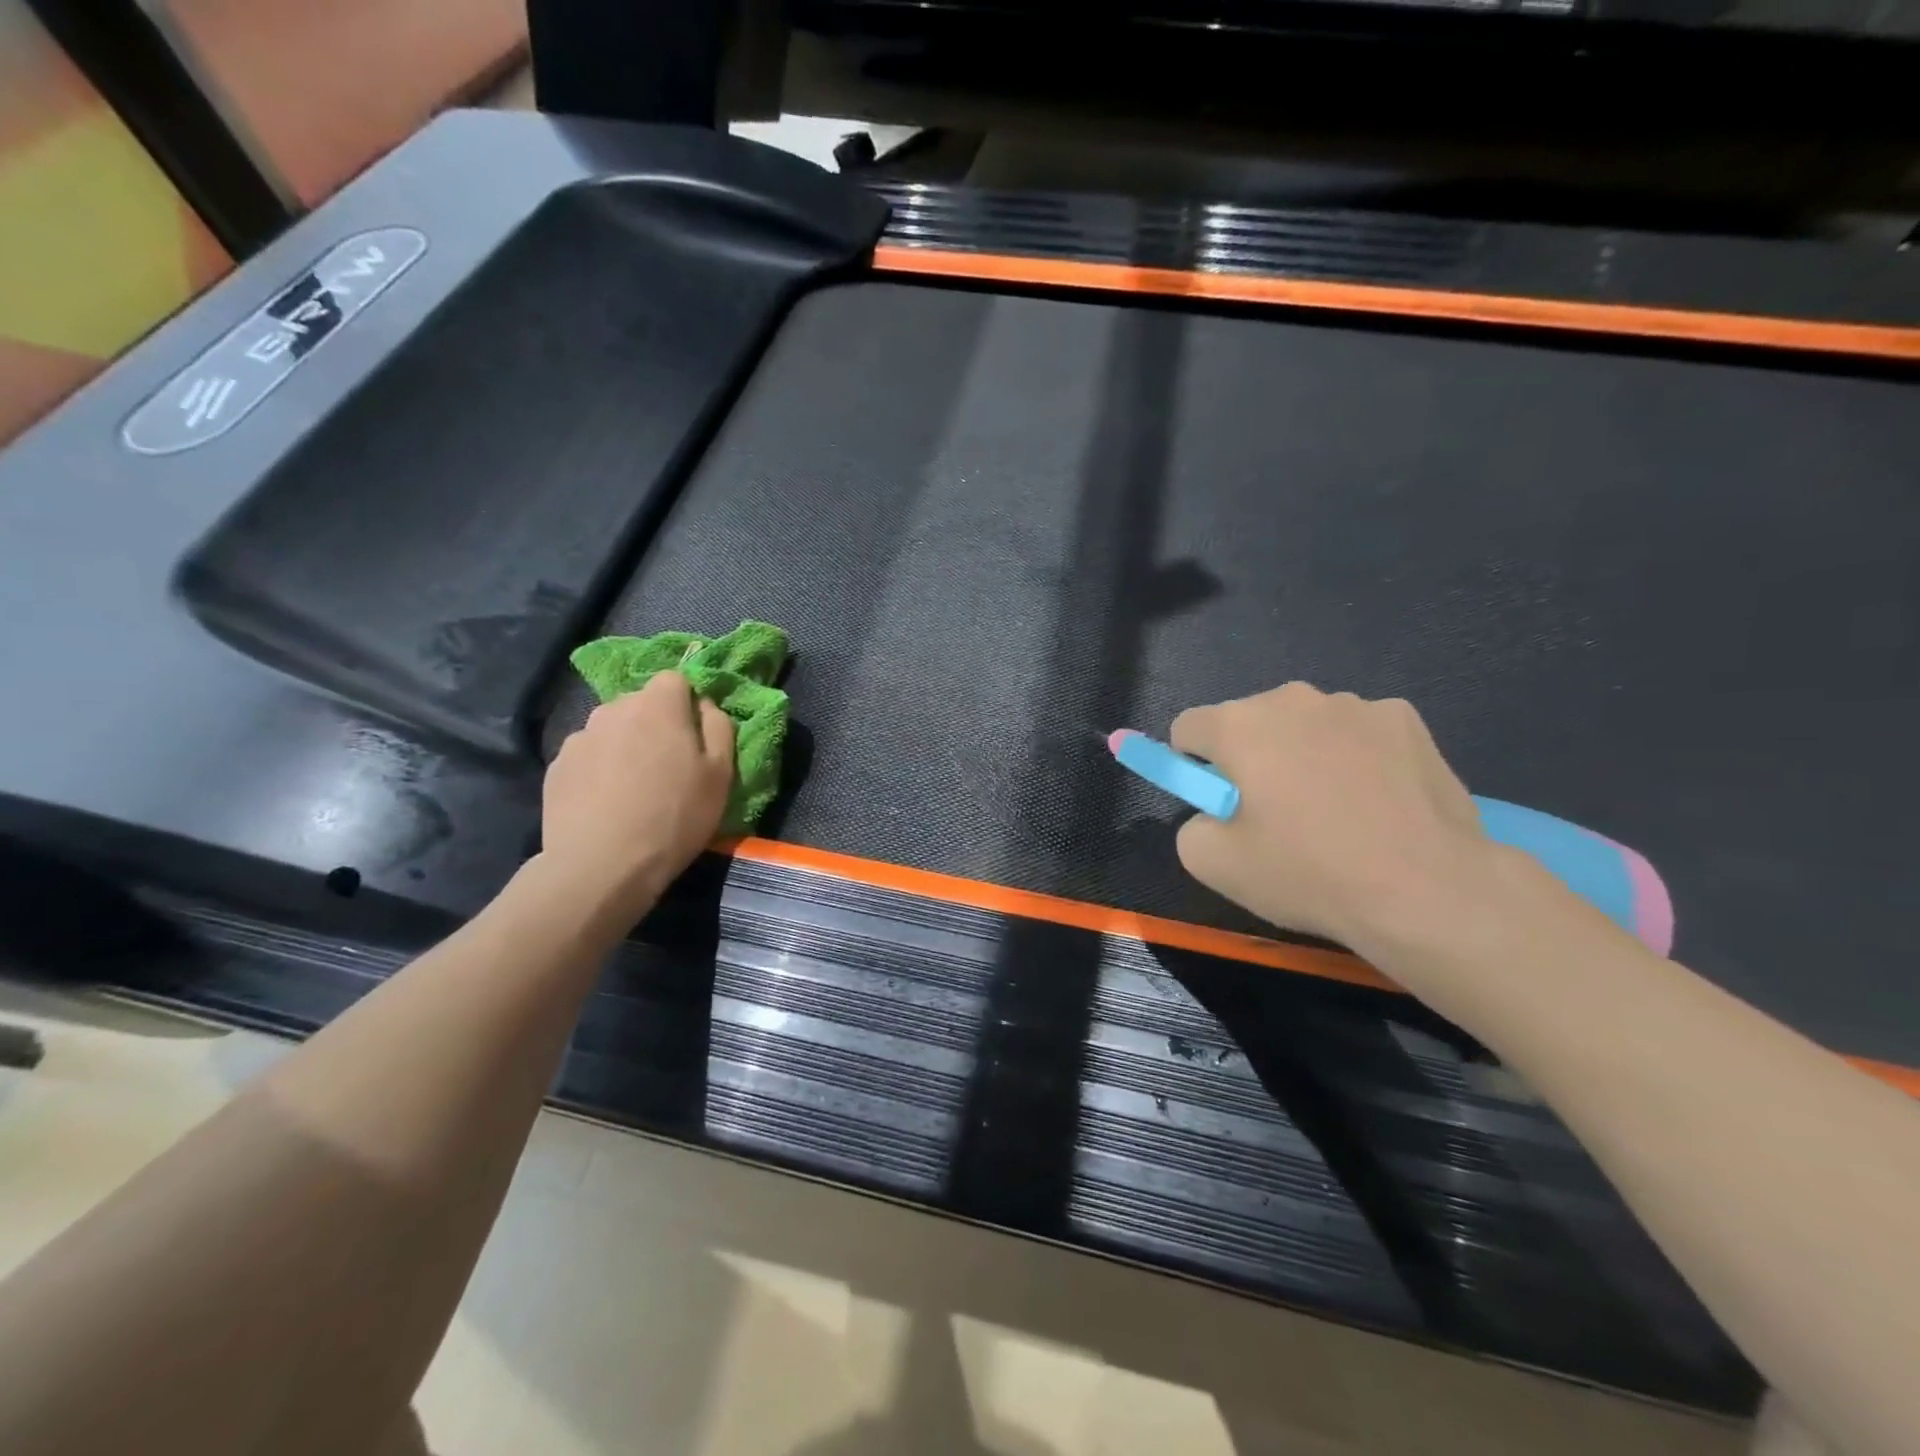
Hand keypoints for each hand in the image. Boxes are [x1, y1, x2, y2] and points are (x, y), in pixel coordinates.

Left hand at [539, 672, 734, 917]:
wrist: (601, 866)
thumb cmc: (675, 816)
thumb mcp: (721, 774)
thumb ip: (719, 727)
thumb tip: (705, 705)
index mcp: (658, 705)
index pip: (675, 678)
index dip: (688, 703)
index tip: (695, 736)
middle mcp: (613, 709)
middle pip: (641, 703)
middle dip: (656, 724)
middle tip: (668, 766)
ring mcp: (579, 737)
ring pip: (612, 729)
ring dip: (625, 745)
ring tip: (634, 788)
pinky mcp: (556, 766)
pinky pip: (588, 756)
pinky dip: (599, 770)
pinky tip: (606, 803)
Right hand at [1171, 683, 1503, 951]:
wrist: (1428, 890)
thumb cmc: (1308, 873)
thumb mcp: (1212, 864)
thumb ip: (1191, 824)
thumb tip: (1215, 812)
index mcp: (1238, 725)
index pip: (1188, 727)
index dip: (1193, 766)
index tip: (1218, 803)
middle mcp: (1292, 698)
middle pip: (1248, 722)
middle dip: (1251, 758)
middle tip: (1277, 815)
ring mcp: (1355, 704)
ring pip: (1305, 725)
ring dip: (1304, 754)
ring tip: (1335, 812)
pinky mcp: (1406, 719)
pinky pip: (1358, 733)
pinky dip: (1356, 757)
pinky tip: (1378, 801)